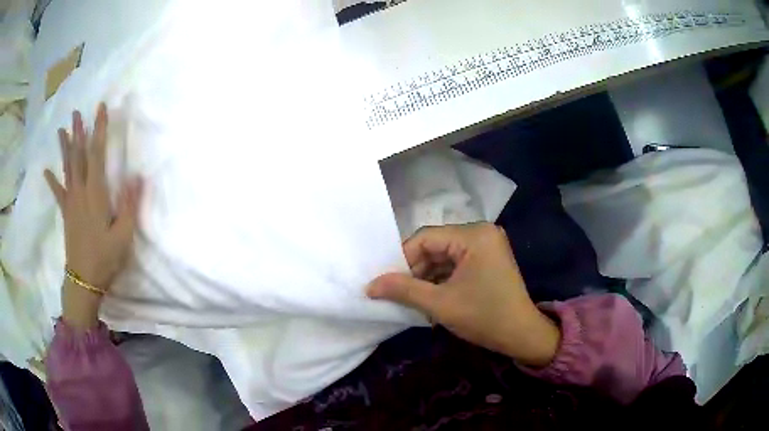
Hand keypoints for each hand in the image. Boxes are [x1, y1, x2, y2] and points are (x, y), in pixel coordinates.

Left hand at [44, 104, 142, 328]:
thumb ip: (130, 205)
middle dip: (78, 132)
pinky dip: (52, 181)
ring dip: (64, 148)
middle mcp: (80, 192)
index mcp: (95, 194)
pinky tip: (46, 171)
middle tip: (76, 112)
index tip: (101, 108)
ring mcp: (71, 202)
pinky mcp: (66, 213)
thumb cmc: (105, 258)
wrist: (84, 280)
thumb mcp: (123, 235)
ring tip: (61, 129)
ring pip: (67, 169)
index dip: (99, 130)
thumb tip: (138, 176)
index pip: (97, 154)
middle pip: (78, 156)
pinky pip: (58, 193)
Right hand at [367, 223, 559, 366]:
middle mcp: (481, 232)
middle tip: (398, 293)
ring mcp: (487, 245)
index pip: (425, 238)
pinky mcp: (488, 258)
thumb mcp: (440, 304)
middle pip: (435, 246)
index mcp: (474, 235)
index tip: (387, 282)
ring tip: (413, 299)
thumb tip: (369, 285)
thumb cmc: (484, 317)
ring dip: (427, 277)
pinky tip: (431, 297)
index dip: (402, 260)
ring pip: (444, 256)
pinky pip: (456, 263)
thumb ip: (403, 290)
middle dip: (415, 270)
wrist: (521, 335)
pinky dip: (442, 279)